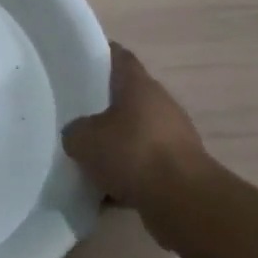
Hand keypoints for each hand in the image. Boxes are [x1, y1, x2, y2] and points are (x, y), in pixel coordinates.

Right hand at [64, 44, 208, 223]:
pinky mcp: (180, 170)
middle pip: (126, 97)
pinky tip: (104, 189)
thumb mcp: (83, 138)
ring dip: (115, 143)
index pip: (118, 57)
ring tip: (86, 155)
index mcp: (139, 85)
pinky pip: (145, 166)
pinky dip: (127, 174)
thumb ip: (75, 130)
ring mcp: (174, 138)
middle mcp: (161, 105)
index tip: (77, 59)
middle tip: (73, 111)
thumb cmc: (132, 153)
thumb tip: (78, 135)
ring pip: (135, 133)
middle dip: (102, 105)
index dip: (99, 54)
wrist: (185, 203)